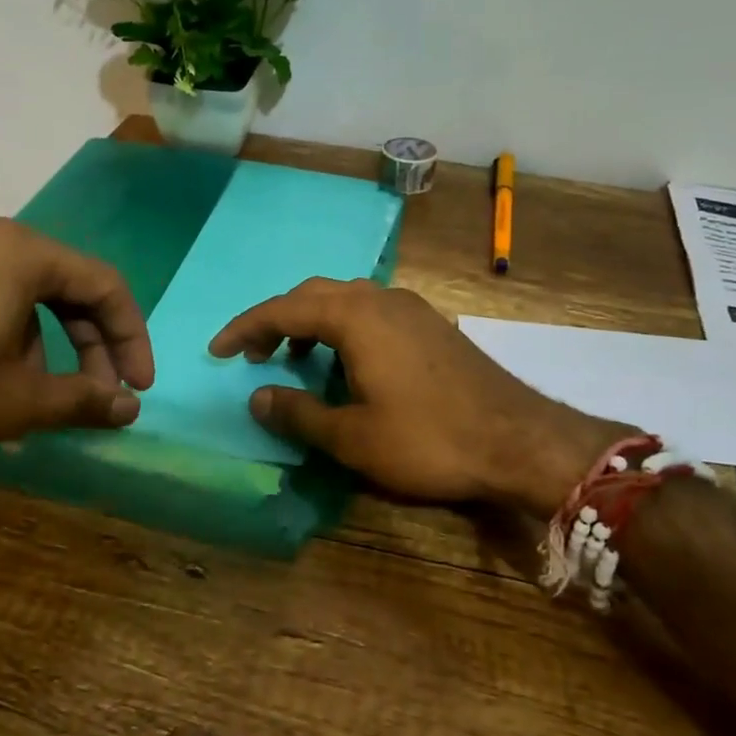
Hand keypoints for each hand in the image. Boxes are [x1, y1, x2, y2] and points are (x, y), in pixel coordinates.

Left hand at [0, 209, 153, 481]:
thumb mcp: (15, 402)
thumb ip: (84, 399)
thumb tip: (129, 407)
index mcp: (20, 250)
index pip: (104, 284)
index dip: (130, 339)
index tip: (137, 388)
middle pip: (61, 285)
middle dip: (86, 346)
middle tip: (94, 397)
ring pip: (18, 293)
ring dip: (41, 346)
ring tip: (33, 403)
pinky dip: (0, 335)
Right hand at [210, 278, 622, 509]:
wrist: (519, 439)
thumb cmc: (429, 439)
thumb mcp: (353, 436)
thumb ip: (298, 413)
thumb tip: (257, 397)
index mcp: (355, 317)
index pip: (283, 310)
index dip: (244, 329)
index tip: (217, 351)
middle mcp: (380, 299)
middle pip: (313, 296)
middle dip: (276, 321)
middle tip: (252, 354)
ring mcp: (411, 308)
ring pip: (345, 300)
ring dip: (311, 323)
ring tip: (294, 359)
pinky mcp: (431, 325)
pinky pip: (371, 312)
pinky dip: (343, 329)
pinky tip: (346, 363)